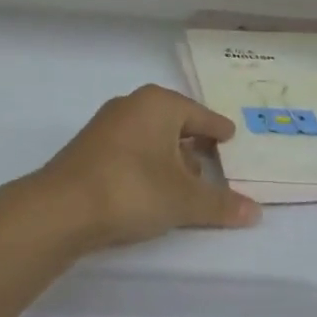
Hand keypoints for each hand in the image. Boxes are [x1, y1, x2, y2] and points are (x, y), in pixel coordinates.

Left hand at [33, 85, 259, 253]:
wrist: (60, 209)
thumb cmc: (132, 189)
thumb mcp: (184, 200)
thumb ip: (221, 204)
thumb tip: (257, 213)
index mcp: (159, 104)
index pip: (200, 114)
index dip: (218, 129)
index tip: (231, 138)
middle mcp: (132, 105)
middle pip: (174, 123)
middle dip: (193, 144)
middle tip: (213, 163)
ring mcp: (106, 126)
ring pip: (150, 137)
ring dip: (168, 158)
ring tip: (185, 184)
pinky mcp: (88, 149)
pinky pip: (130, 150)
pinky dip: (146, 165)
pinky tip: (152, 190)